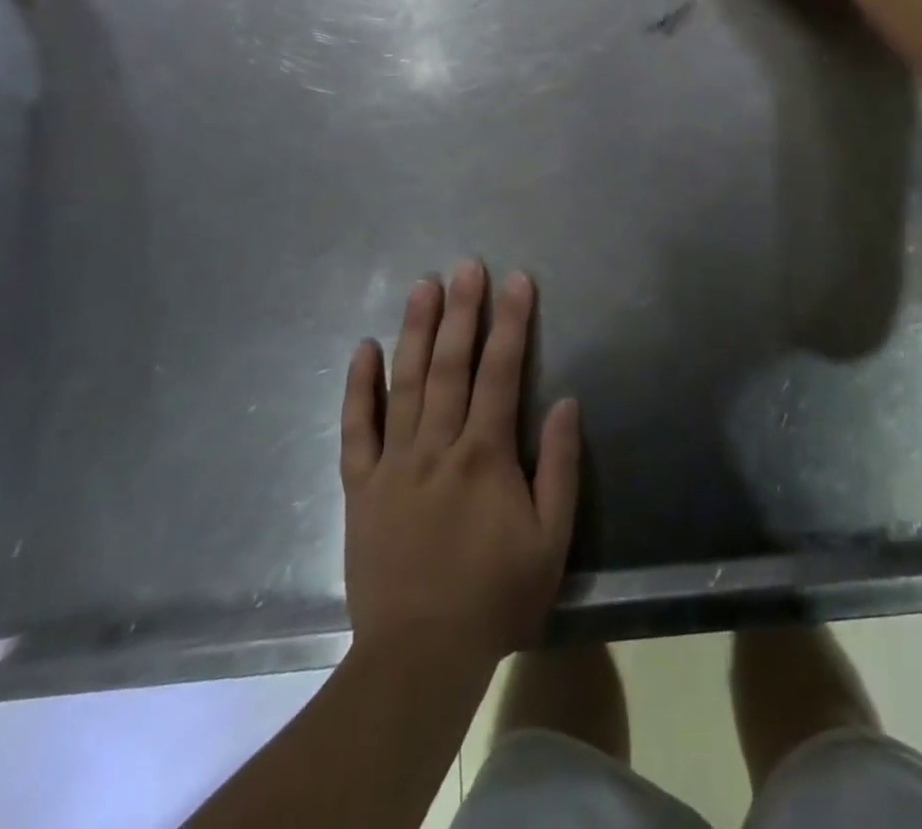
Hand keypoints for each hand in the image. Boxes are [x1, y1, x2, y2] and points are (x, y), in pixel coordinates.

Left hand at [340, 261, 581, 674]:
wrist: (420, 657)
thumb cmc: (496, 596)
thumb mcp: (551, 539)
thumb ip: (561, 467)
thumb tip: (565, 403)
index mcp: (485, 455)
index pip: (502, 372)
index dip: (512, 323)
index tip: (518, 281)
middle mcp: (438, 445)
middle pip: (451, 365)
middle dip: (462, 310)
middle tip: (467, 264)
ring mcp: (394, 463)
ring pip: (406, 383)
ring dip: (416, 331)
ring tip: (423, 285)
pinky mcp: (361, 486)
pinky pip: (356, 429)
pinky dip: (358, 387)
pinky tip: (364, 347)